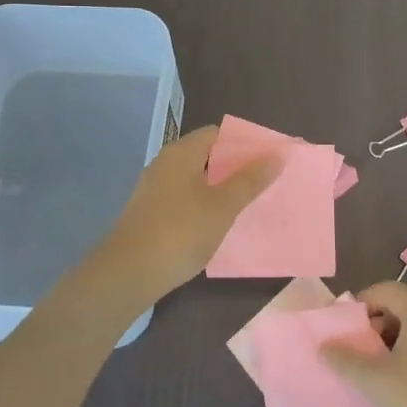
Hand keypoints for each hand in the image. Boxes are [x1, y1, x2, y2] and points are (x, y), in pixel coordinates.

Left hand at [92, 125, 280, 301]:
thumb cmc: (180, 232)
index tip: (268, 158)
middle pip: (206, 155)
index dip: (244, 142)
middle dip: (235, 166)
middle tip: (264, 181)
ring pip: (195, 178)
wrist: (129, 272)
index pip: (217, 133)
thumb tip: (276, 154)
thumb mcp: (223, 206)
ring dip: (220, 187)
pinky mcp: (149, 211)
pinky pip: (183, 197)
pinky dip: (203, 203)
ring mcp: (154, 188)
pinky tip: (218, 222)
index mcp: (181, 153)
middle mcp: (165, 163)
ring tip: (248, 202)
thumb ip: (250, 180)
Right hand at [321, 283, 406, 406]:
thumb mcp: (373, 380)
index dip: (364, 301)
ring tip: (371, 373)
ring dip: (389, 346)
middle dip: (374, 326)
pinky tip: (395, 390)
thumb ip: (345, 359)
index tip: (346, 325)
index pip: (388, 290)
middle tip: (356, 351)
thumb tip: (324, 347)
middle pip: (401, 310)